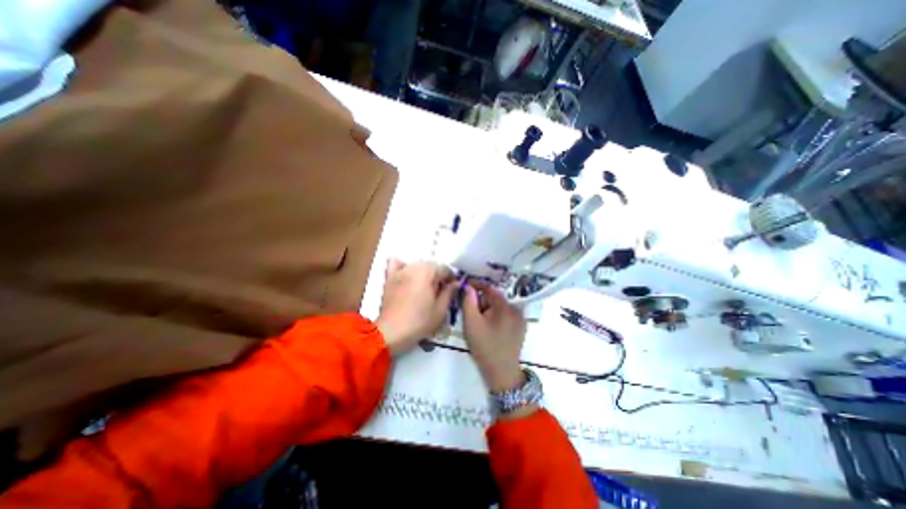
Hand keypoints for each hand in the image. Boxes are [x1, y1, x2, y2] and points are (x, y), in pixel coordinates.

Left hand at [377, 260, 459, 354]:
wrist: (391, 332)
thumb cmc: (419, 321)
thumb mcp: (440, 309)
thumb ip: (450, 292)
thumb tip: (456, 283)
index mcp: (428, 271)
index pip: (445, 269)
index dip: (451, 279)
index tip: (453, 290)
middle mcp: (414, 266)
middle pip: (431, 266)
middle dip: (438, 276)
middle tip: (440, 292)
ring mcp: (400, 271)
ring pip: (417, 265)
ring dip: (424, 273)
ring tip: (425, 288)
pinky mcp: (389, 278)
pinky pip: (397, 264)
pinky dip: (403, 267)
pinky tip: (407, 277)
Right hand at [464, 282, 528, 393]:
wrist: (501, 373)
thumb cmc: (484, 347)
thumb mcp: (471, 323)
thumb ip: (468, 301)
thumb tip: (468, 286)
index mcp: (505, 306)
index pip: (489, 288)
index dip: (476, 286)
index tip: (465, 287)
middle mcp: (516, 309)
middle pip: (495, 298)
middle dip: (482, 301)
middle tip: (470, 312)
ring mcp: (520, 319)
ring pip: (500, 307)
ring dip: (488, 309)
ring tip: (479, 323)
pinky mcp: (520, 328)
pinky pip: (506, 315)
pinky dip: (496, 316)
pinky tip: (489, 328)